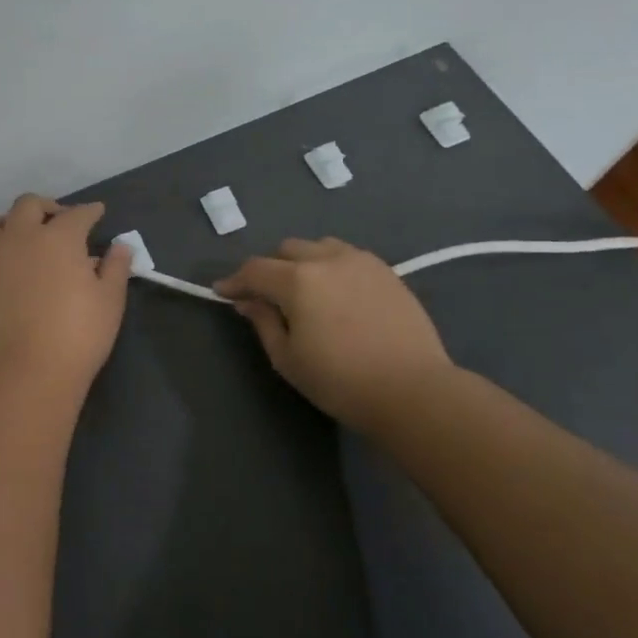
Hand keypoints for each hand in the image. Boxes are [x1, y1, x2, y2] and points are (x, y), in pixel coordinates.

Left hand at [0, 195, 131, 395]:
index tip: (97, 212)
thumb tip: (120, 246)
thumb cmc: (77, 335)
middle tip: (61, 220)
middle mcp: (23, 236)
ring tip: (27, 236)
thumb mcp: (109, 301)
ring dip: (15, 221)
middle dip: (48, 207)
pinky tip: (9, 260)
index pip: (77, 214)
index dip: (90, 211)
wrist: (24, 371)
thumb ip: (115, 267)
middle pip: (30, 205)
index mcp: (60, 237)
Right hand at [215, 238, 453, 432]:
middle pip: (287, 250)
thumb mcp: (288, 359)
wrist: (414, 391)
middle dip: (271, 268)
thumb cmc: (341, 381)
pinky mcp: (387, 271)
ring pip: (319, 247)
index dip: (235, 281)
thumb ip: (263, 322)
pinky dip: (332, 266)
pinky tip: (336, 293)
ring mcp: (361, 261)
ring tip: (305, 289)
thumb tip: (248, 301)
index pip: (255, 270)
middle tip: (267, 296)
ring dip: (303, 262)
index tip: (223, 293)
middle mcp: (327, 259)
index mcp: (297, 280)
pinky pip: (348, 256)